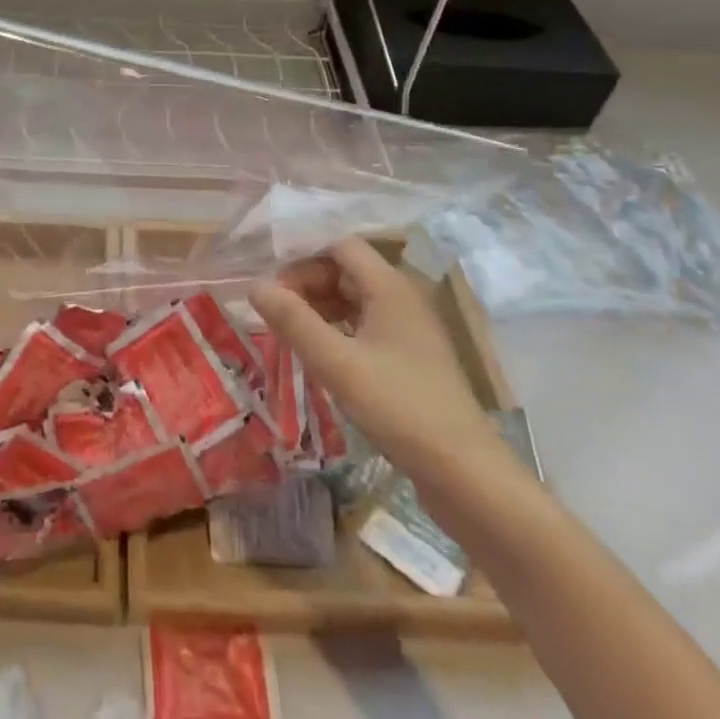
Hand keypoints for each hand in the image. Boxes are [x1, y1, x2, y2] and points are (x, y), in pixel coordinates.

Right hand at [250, 238, 501, 479]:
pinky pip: (368, 324)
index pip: (340, 246)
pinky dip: (340, 328)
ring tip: (292, 333)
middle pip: (348, 269)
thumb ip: (293, 320)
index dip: (303, 258)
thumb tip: (255, 284)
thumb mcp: (335, 363)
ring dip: (322, 306)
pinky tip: (322, 353)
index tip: (273, 287)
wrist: (464, 472)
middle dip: (309, 283)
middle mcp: (403, 297)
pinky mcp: (413, 356)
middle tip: (277, 314)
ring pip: (357, 298)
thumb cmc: (398, 407)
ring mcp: (411, 328)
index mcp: (389, 286)